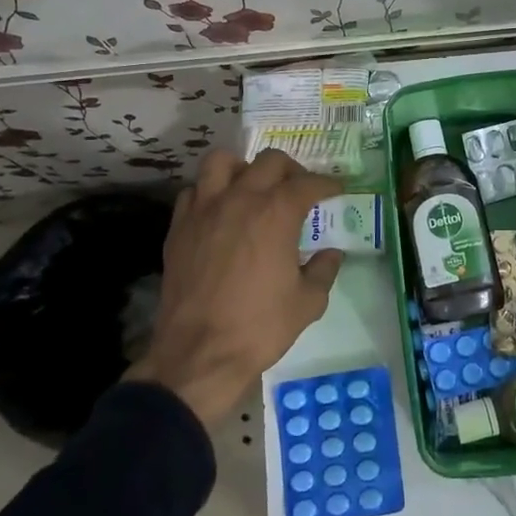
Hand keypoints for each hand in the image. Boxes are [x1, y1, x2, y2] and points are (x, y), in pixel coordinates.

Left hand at [126, 150, 345, 427]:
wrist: (199, 354)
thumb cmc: (260, 327)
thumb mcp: (308, 302)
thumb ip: (324, 270)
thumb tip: (331, 253)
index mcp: (277, 213)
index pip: (308, 183)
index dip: (328, 184)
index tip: (336, 190)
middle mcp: (240, 199)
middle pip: (269, 161)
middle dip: (291, 170)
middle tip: (299, 189)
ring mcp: (204, 210)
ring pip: (222, 162)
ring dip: (243, 168)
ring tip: (253, 188)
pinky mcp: (179, 228)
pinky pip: (194, 192)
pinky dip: (210, 193)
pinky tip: (220, 212)